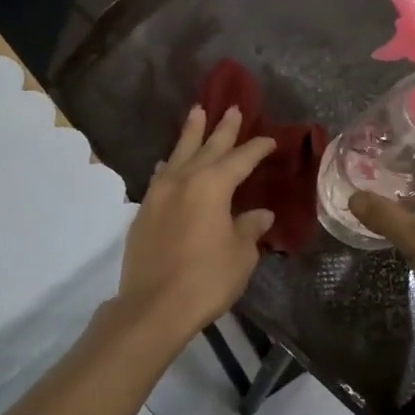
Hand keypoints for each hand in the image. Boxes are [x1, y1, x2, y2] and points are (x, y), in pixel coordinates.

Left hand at [112, 105, 275, 340]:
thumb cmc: (206, 279)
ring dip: (190, 134)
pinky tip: (169, 162)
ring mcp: (159, 194)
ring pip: (178, 154)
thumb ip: (249, 228)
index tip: (270, 140)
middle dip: (222, 128)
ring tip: (196, 113)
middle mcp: (184, 180)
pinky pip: (161, 176)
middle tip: (232, 108)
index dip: (256, 148)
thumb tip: (260, 215)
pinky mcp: (144, 211)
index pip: (240, 159)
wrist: (153, 307)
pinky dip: (170, 164)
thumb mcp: (241, 254)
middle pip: (207, 147)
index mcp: (212, 186)